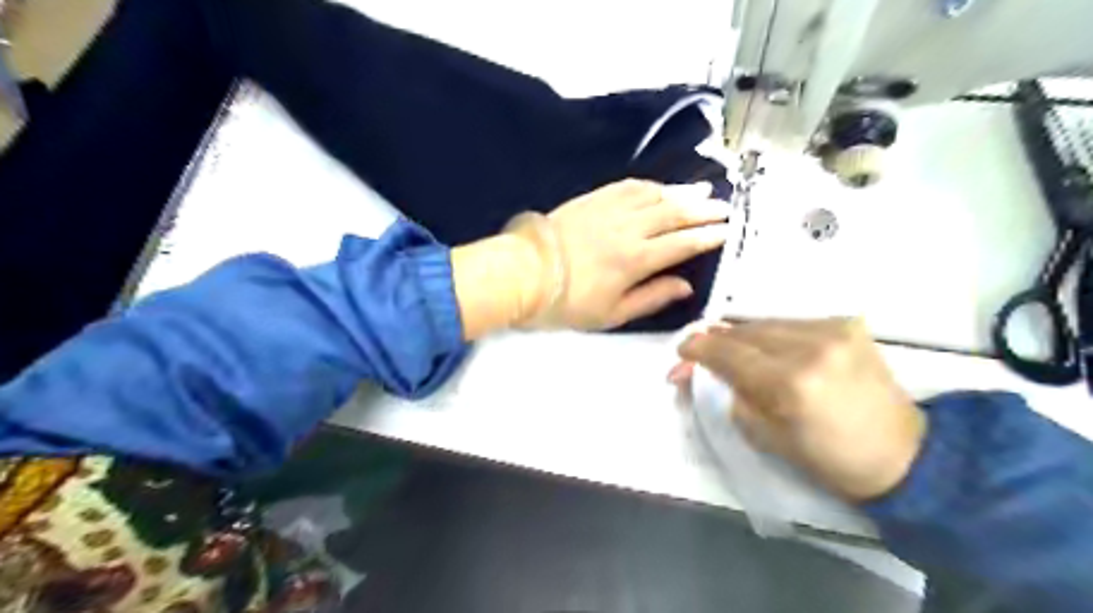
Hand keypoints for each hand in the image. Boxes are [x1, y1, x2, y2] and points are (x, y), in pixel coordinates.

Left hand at [526, 176, 724, 330]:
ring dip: (681, 192)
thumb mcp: (612, 314)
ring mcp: (610, 210)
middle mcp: (629, 229)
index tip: (726, 231)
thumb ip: (652, 298)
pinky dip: (649, 185)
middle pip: (675, 214)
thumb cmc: (567, 302)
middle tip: (724, 207)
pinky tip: (659, 186)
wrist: (524, 273)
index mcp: (636, 260)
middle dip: (703, 210)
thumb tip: (685, 286)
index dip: (707, 236)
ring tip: (702, 191)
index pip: (682, 244)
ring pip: (655, 196)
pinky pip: (628, 186)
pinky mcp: (592, 199)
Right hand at [682, 319, 923, 498]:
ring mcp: (834, 330)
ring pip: (767, 323)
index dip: (698, 348)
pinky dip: (772, 335)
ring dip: (744, 337)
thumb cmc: (829, 459)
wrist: (905, 454)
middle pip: (745, 331)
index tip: (682, 350)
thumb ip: (732, 396)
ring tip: (734, 353)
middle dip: (717, 341)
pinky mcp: (847, 324)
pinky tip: (769, 350)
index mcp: (790, 384)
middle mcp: (811, 347)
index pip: (728, 353)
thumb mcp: (765, 437)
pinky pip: (791, 323)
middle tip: (700, 353)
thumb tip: (708, 371)